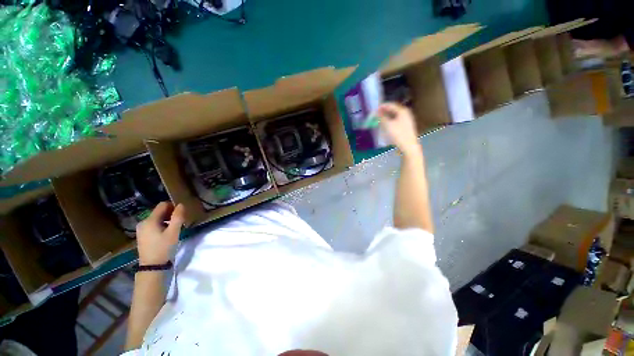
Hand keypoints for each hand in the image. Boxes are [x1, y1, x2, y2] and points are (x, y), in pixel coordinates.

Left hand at [136, 202, 184, 264]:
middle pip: (159, 211)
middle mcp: (143, 222)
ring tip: (174, 228)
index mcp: (150, 220)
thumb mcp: (174, 232)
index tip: (181, 214)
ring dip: (166, 220)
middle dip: (170, 214)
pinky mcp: (142, 235)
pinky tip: (166, 234)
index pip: (162, 205)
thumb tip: (180, 205)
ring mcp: (141, 229)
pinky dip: (161, 226)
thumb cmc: (164, 248)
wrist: (152, 266)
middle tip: (179, 222)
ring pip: (157, 218)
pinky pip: (153, 225)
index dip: (173, 206)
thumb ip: (177, 217)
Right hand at [377, 102, 421, 156]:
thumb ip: (381, 117)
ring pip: (394, 116)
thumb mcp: (387, 125)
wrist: (408, 147)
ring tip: (378, 120)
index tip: (373, 109)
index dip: (381, 107)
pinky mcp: (405, 127)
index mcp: (402, 111)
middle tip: (375, 115)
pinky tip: (385, 126)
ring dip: (386, 117)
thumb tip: (377, 113)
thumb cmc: (398, 134)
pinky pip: (395, 121)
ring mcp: (406, 121)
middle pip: (392, 110)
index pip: (390, 105)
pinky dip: (389, 122)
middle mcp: (405, 114)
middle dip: (383, 112)